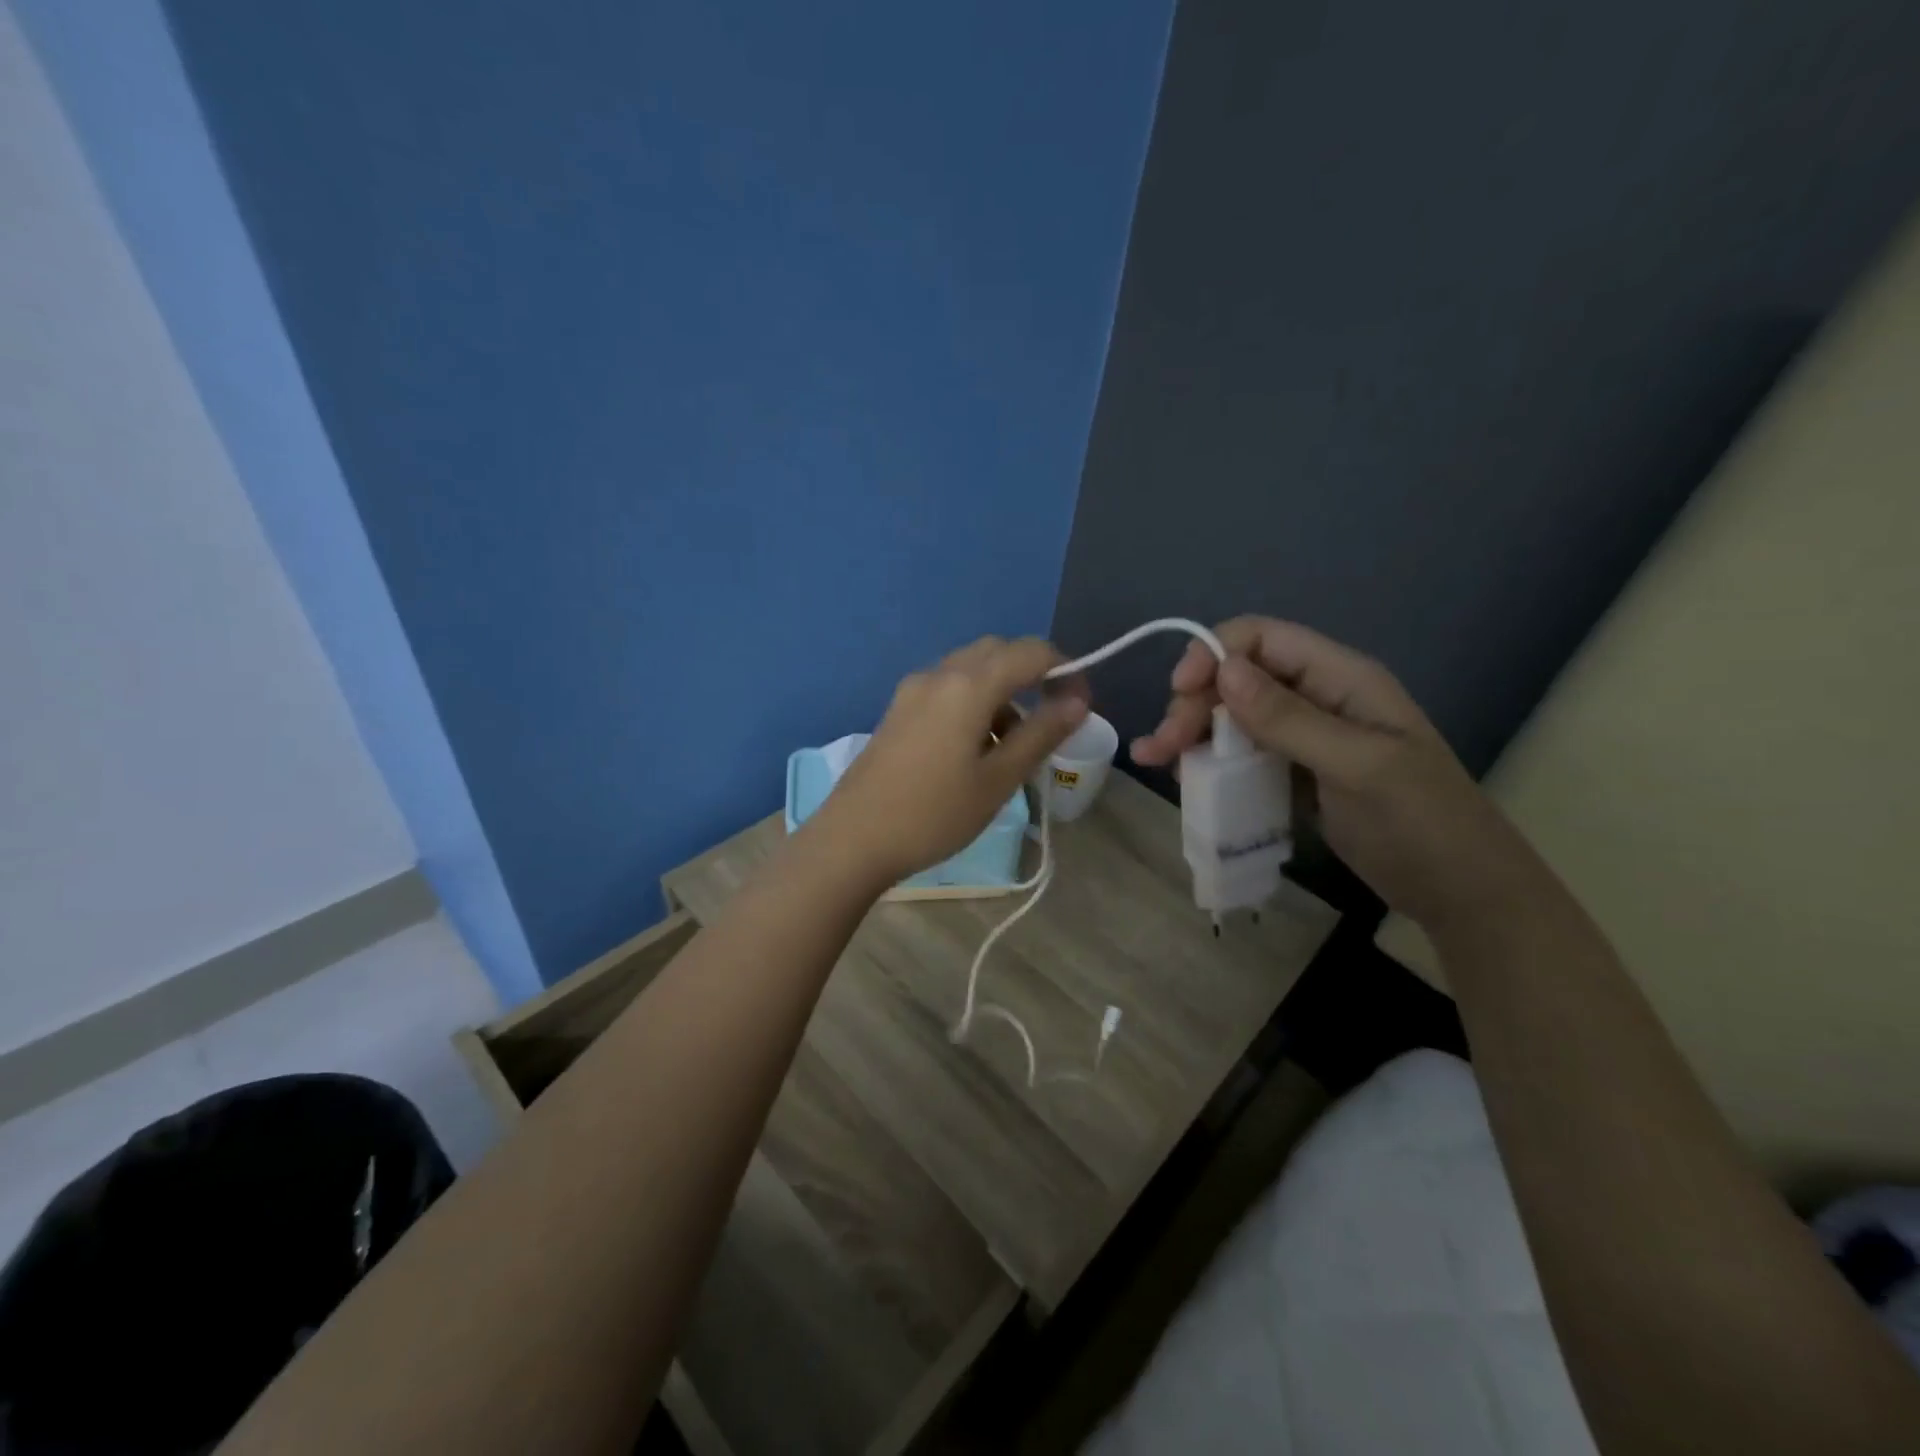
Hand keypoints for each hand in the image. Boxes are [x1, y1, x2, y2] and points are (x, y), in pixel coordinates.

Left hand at [811, 637, 1088, 884]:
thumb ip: (1041, 734)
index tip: (1080, 707)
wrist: (852, 840)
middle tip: (1050, 720)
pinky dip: (973, 702)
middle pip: (998, 652)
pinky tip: (974, 748)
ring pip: (970, 670)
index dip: (1065, 670)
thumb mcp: (998, 780)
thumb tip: (1077, 702)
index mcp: (967, 685)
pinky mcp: (898, 709)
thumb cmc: (933, 814)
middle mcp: (938, 674)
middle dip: (1032, 675)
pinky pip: (947, 688)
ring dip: (1002, 692)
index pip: (1031, 652)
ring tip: (1012, 746)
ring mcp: (912, 690)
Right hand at [1131, 617, 1543, 931]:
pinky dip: (1209, 762)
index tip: (1179, 693)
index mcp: (1340, 678)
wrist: (1462, 894)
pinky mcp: (1294, 774)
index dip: (1213, 654)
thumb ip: (1289, 718)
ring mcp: (1304, 738)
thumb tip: (1222, 669)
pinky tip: (1185, 779)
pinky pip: (1241, 754)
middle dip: (1192, 704)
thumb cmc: (1420, 822)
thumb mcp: (1357, 766)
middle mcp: (1317, 698)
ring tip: (1156, 763)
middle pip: (1237, 679)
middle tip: (1160, 748)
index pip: (1261, 639)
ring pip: (1232, 717)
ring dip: (1191, 733)